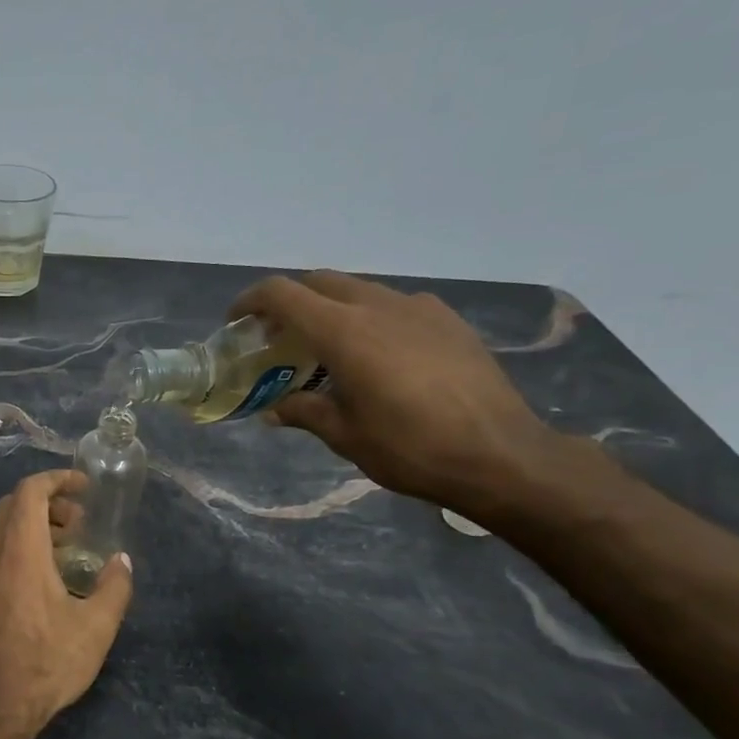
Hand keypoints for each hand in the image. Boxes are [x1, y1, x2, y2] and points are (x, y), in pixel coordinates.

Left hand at [0, 471, 132, 738]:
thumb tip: (121, 562)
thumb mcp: (96, 627)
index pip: (30, 491)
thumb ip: (114, 587)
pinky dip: (20, 546)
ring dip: (33, 525)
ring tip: (67, 548)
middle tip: (79, 521)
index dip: (57, 479)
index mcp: (20, 551)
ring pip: (1, 529)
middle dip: (48, 501)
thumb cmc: (47, 662)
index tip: (84, 486)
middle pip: (13, 505)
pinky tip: (45, 577)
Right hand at [230, 270, 557, 512]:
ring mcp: (419, 308)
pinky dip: (370, 318)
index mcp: (345, 333)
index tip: (237, 321)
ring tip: (328, 349)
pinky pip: (395, 304)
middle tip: (278, 338)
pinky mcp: (448, 320)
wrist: (501, 455)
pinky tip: (379, 355)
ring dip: (331, 309)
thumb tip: (275, 410)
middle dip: (291, 302)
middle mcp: (379, 307)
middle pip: (320, 282)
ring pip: (359, 290)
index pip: (284, 294)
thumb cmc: (410, 449)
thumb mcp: (345, 436)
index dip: (252, 301)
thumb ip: (304, 412)